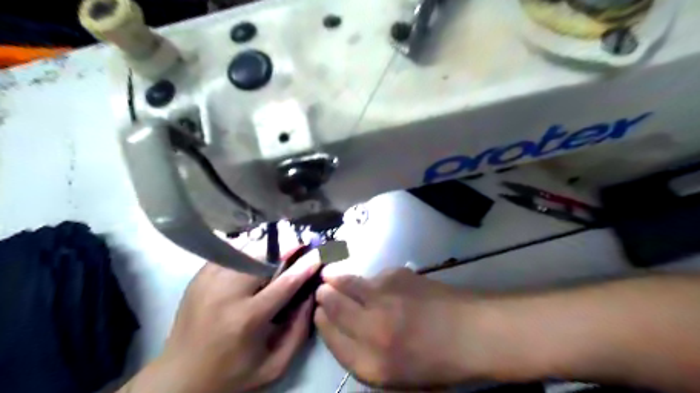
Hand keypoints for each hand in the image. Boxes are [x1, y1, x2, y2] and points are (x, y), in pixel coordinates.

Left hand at [125, 256, 319, 392]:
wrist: (180, 378)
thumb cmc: (232, 375)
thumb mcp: (274, 365)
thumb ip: (299, 331)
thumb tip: (311, 296)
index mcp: (247, 319)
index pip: (285, 283)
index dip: (305, 266)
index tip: (319, 254)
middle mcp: (226, 294)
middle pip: (263, 259)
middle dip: (285, 250)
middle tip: (299, 248)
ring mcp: (209, 282)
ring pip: (245, 251)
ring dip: (266, 249)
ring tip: (278, 252)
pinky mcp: (198, 277)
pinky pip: (228, 253)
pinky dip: (245, 250)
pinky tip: (254, 256)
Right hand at [313, 267, 483, 389]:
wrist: (471, 332)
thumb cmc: (435, 362)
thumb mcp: (394, 376)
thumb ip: (362, 355)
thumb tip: (341, 328)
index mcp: (371, 363)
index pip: (331, 337)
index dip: (322, 323)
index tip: (319, 313)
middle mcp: (372, 328)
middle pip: (333, 305)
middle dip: (324, 296)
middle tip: (322, 289)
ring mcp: (385, 298)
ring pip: (348, 283)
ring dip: (337, 280)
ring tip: (332, 277)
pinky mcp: (397, 275)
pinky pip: (373, 276)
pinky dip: (368, 280)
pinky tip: (376, 284)